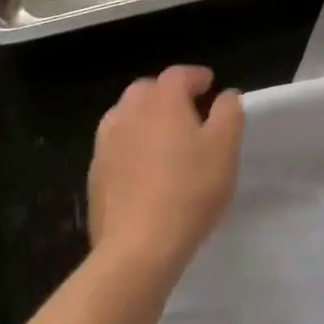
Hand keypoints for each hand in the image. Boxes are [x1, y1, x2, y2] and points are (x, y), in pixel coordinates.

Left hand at [88, 66, 243, 276]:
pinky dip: (131, 146)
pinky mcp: (95, 174)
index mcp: (162, 100)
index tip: (211, 87)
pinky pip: (115, 146)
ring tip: (165, 140)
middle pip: (147, 90)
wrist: (138, 248)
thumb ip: (229, 112)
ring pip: (126, 116)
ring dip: (145, 119)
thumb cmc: (190, 189)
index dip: (196, 77)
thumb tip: (225, 95)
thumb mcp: (225, 147)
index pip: (179, 74)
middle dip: (167, 94)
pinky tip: (145, 170)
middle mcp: (129, 112)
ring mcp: (106, 144)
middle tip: (189, 112)